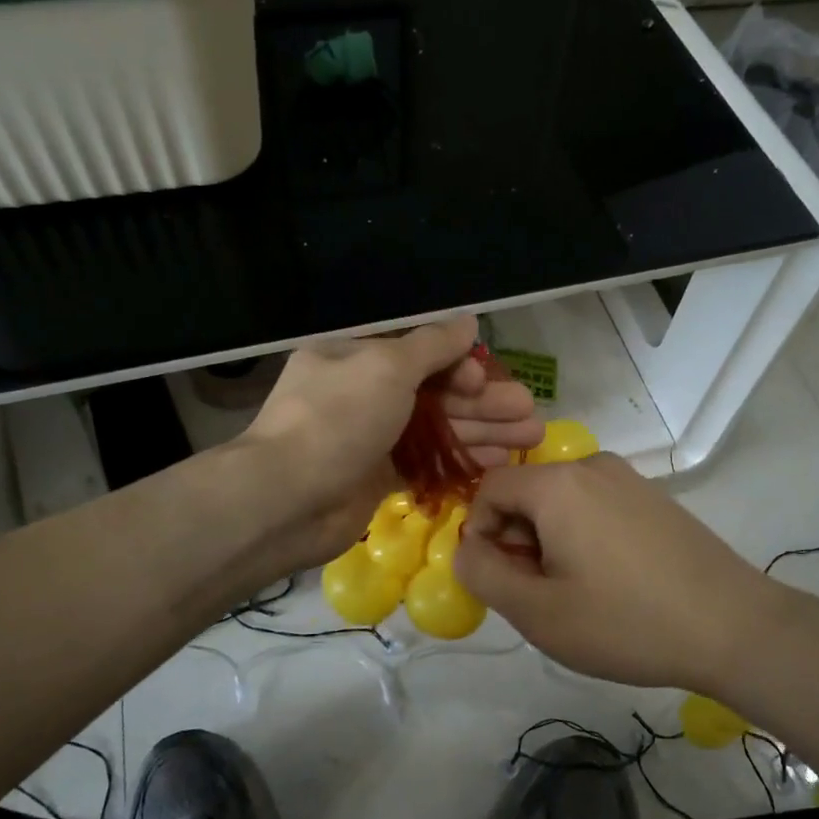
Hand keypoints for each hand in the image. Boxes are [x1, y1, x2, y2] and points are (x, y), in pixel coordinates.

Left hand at [242, 317, 543, 566]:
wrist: (288, 497)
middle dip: (484, 401)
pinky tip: (496, 463)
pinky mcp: (377, 477)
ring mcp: (370, 437)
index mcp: (356, 356)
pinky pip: (427, 462)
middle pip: (435, 392)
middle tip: (530, 414)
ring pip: (437, 428)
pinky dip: (459, 460)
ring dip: (482, 430)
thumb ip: (432, 345)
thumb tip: (467, 321)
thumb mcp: (387, 366)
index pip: (418, 352)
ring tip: (530, 438)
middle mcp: (363, 393)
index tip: (485, 380)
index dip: (458, 365)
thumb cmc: (338, 417)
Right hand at [453, 453, 789, 691]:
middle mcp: (591, 466)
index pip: (489, 488)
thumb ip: (484, 576)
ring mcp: (629, 479)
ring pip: (562, 503)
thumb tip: (466, 549)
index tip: (502, 580)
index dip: (480, 534)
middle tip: (540, 595)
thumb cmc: (626, 621)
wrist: (734, 627)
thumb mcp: (538, 613)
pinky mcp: (654, 497)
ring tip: (578, 593)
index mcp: (557, 484)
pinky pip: (596, 507)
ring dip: (551, 542)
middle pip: (527, 494)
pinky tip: (612, 582)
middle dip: (518, 541)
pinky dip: (584, 537)